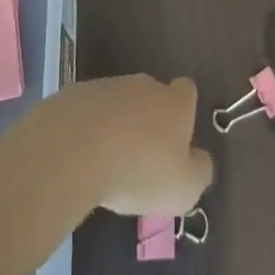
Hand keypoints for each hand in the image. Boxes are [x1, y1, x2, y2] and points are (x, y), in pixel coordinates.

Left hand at [42, 75, 214, 217]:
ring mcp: (107, 86)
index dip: (185, 112)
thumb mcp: (184, 188)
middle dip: (148, 120)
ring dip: (116, 125)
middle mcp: (143, 85)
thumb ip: (199, 172)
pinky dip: (87, 129)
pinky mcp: (74, 94)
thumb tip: (199, 160)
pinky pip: (88, 111)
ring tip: (108, 163)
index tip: (178, 139)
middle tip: (142, 158)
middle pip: (151, 96)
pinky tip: (80, 157)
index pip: (187, 91)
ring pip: (118, 103)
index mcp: (174, 102)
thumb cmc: (140, 169)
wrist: (75, 148)